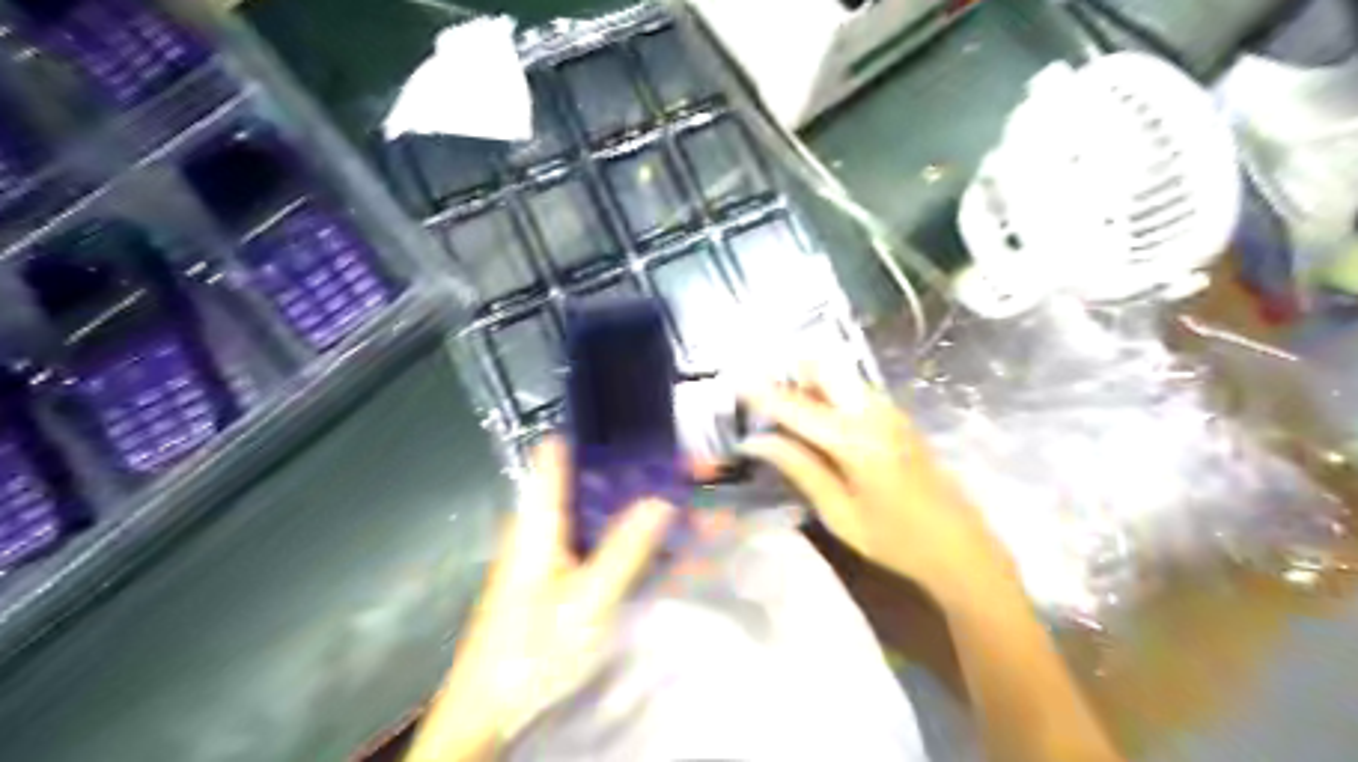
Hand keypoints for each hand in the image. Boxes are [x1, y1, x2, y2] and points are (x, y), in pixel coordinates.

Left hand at [405, 437, 674, 757]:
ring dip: (633, 504)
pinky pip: (593, 537)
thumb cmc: (531, 652)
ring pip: (594, 509)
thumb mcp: (587, 602)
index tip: (641, 425)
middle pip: (586, 479)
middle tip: (681, 470)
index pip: (558, 451)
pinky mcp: (552, 571)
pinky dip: (624, 533)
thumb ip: (624, 549)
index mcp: (538, 519)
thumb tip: (660, 498)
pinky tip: (654, 546)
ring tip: (679, 501)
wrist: (488, 710)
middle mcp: (539, 524)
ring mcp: (545, 548)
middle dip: (633, 473)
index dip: (598, 432)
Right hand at [740, 372, 1017, 603]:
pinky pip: (853, 391)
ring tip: (780, 404)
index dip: (763, 393)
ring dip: (808, 381)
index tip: (735, 380)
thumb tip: (757, 441)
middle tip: (760, 389)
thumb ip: (799, 468)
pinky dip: (827, 393)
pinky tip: (814, 418)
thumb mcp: (839, 513)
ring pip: (840, 377)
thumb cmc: (895, 540)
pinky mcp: (898, 419)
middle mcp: (874, 413)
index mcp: (855, 440)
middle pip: (825, 369)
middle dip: (790, 371)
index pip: (797, 407)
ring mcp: (890, 412)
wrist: (961, 548)